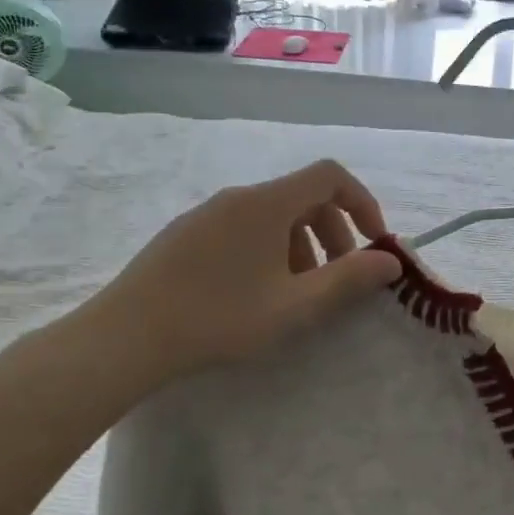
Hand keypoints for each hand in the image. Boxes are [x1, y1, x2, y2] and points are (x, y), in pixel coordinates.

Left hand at [59, 159, 400, 391]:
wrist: (122, 339)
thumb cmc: (219, 318)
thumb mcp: (295, 306)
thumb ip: (349, 279)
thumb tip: (391, 261)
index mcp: (268, 203)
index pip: (330, 176)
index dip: (362, 202)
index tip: (373, 241)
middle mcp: (239, 197)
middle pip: (303, 197)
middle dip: (333, 233)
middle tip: (337, 278)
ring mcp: (207, 214)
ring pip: (272, 216)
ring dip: (301, 246)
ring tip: (296, 293)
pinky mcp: (184, 234)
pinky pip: (243, 228)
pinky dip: (268, 250)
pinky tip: (254, 294)